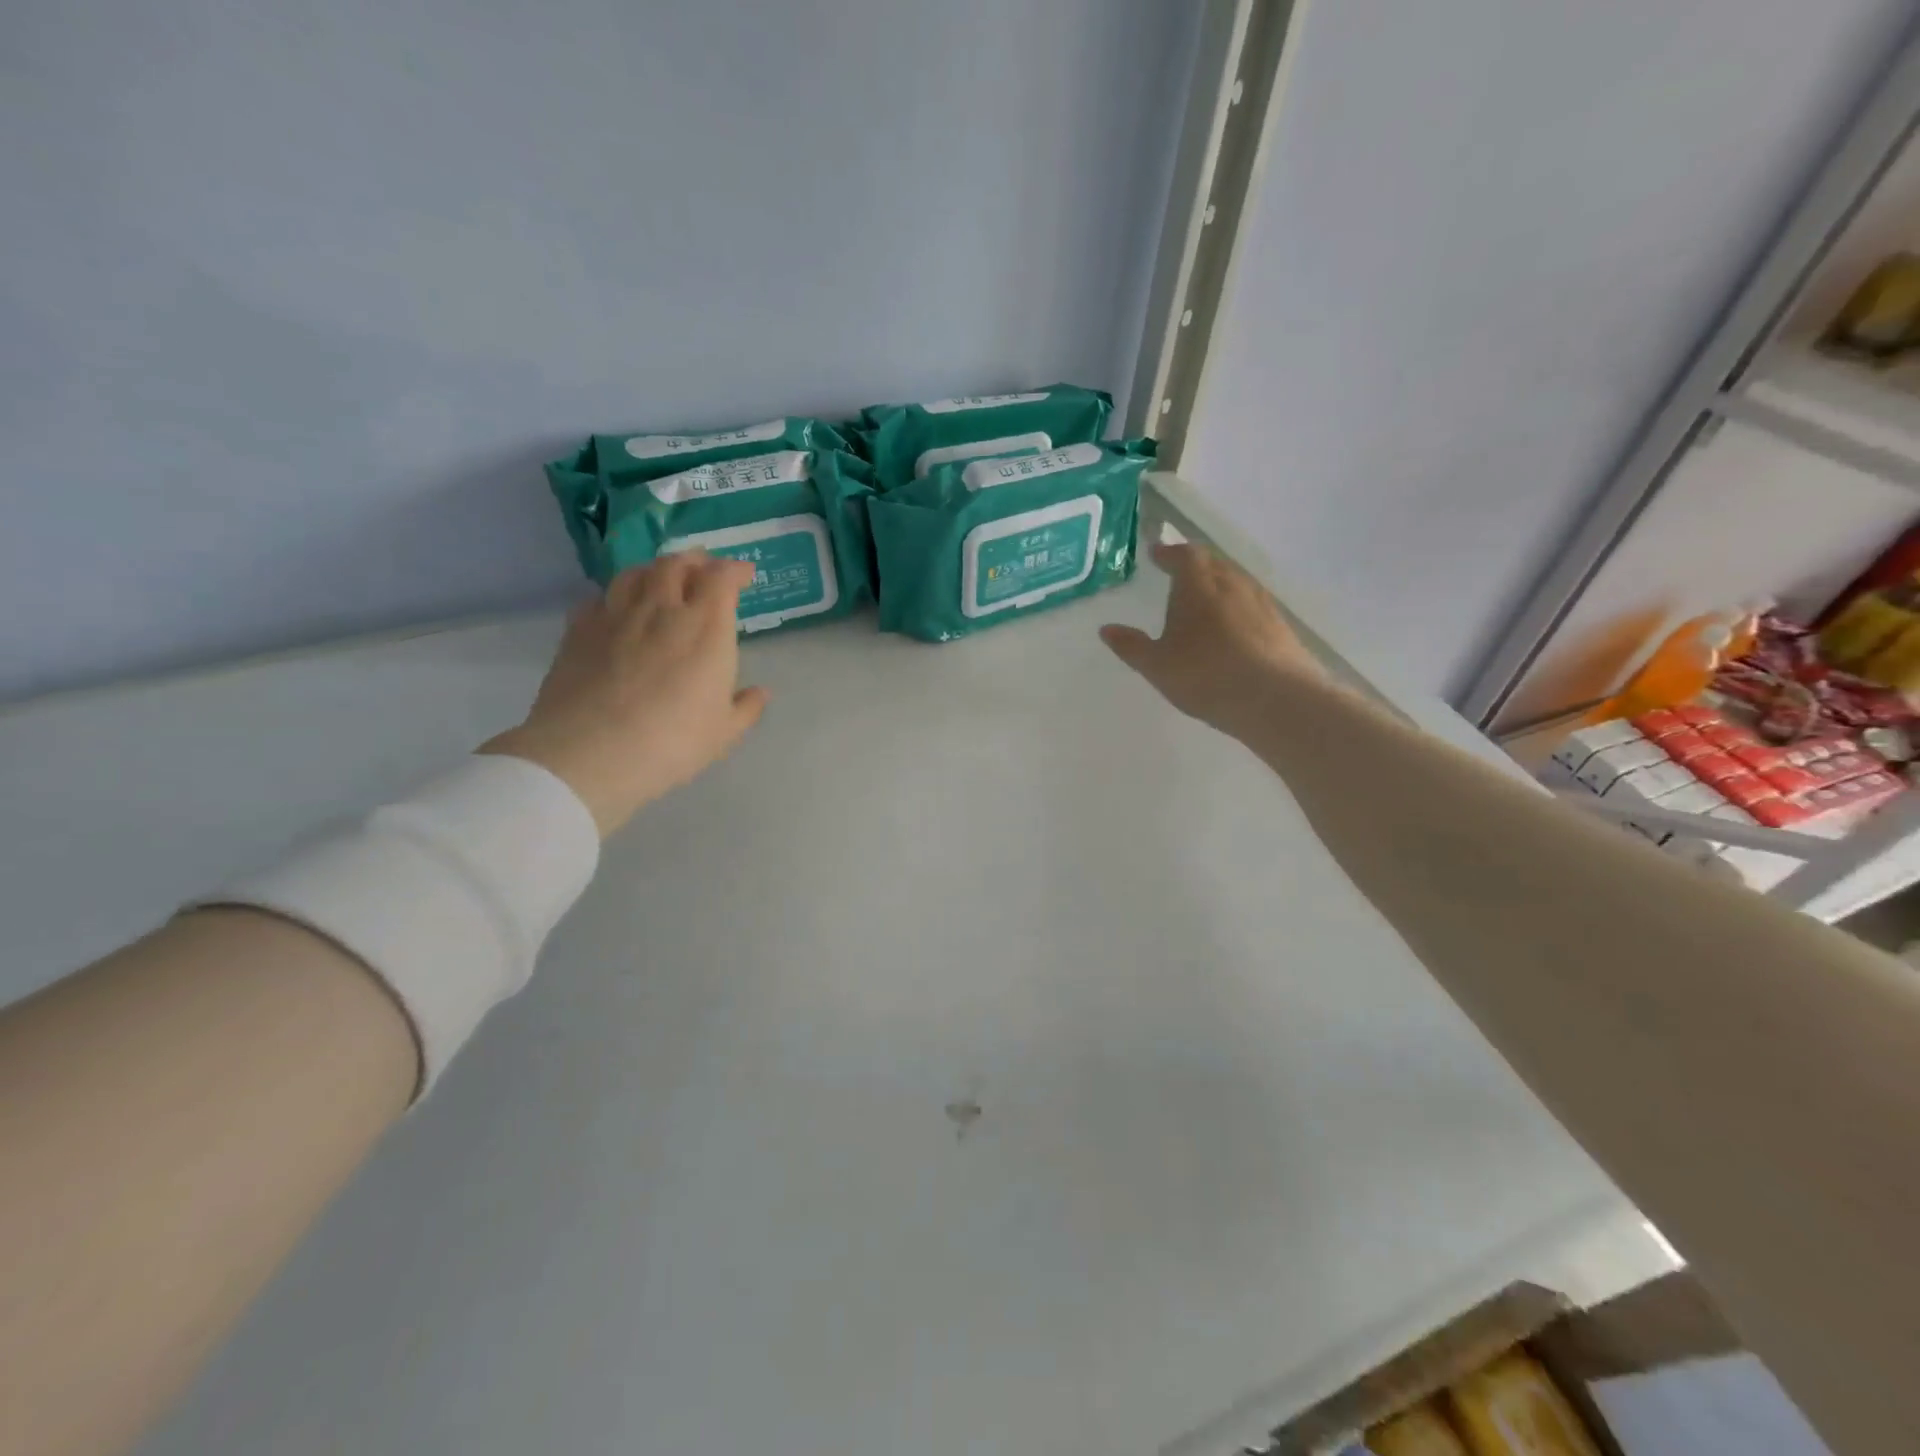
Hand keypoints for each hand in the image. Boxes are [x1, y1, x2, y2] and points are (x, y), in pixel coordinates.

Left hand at [481, 552, 768, 836]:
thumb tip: (761, 692)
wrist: (590, 753)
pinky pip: (599, 597)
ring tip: (662, 579)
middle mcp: (661, 609)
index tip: (744, 575)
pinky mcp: (578, 630)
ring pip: (635, 573)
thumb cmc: (672, 743)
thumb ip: (746, 708)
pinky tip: (617, 609)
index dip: (735, 569)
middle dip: (696, 561)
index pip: (721, 577)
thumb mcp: (723, 733)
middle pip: (676, 564)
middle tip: (704, 568)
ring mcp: (615, 616)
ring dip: (655, 570)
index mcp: (705, 628)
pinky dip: (616, 596)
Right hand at [1099, 541, 1324, 736]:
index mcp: (1198, 585)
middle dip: (1194, 566)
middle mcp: (1232, 583)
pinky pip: (1252, 604)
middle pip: (1212, 563)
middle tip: (1178, 574)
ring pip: (1235, 582)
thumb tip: (1106, 629)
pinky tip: (1232, 627)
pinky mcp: (1280, 625)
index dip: (1169, 553)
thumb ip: (1131, 646)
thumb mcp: (1157, 665)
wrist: (1275, 698)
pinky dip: (1236, 607)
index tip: (1157, 553)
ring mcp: (1260, 602)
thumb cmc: (1206, 675)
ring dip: (1217, 585)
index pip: (1184, 555)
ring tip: (1203, 600)